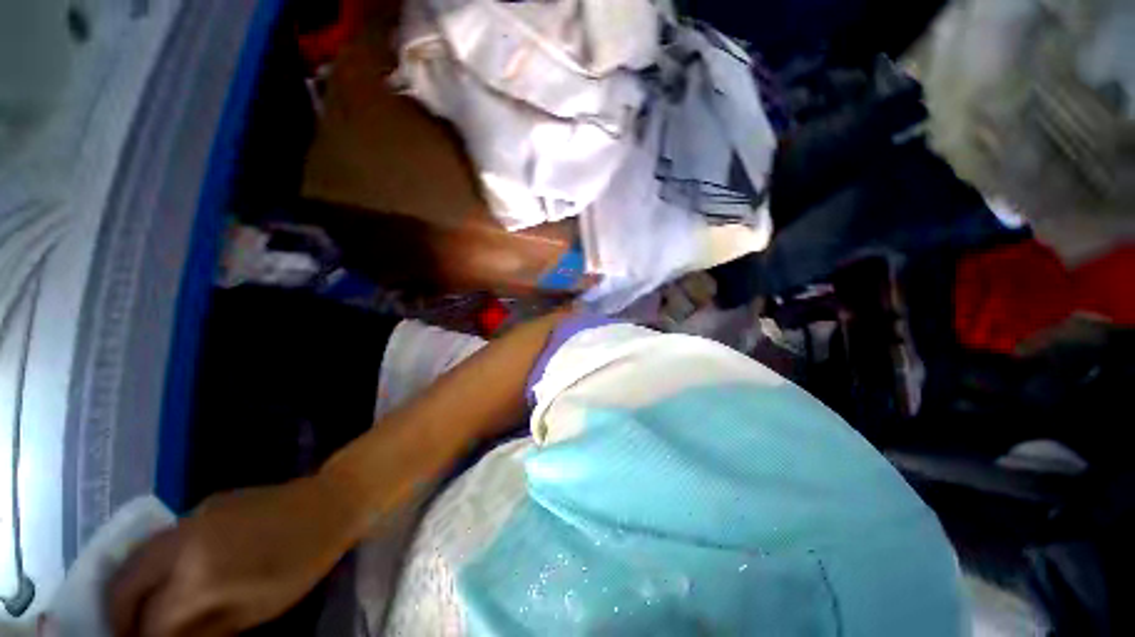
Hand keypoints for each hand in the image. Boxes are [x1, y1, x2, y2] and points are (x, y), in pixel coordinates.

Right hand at [107, 477, 360, 636]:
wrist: (332, 500)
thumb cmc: (303, 561)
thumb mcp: (256, 611)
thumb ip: (204, 630)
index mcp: (198, 574)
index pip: (151, 622)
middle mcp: (180, 542)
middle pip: (124, 584)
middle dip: (119, 617)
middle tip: (130, 636)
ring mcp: (189, 517)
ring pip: (134, 559)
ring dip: (129, 590)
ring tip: (140, 616)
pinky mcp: (201, 506)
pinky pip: (158, 542)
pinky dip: (149, 567)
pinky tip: (163, 582)